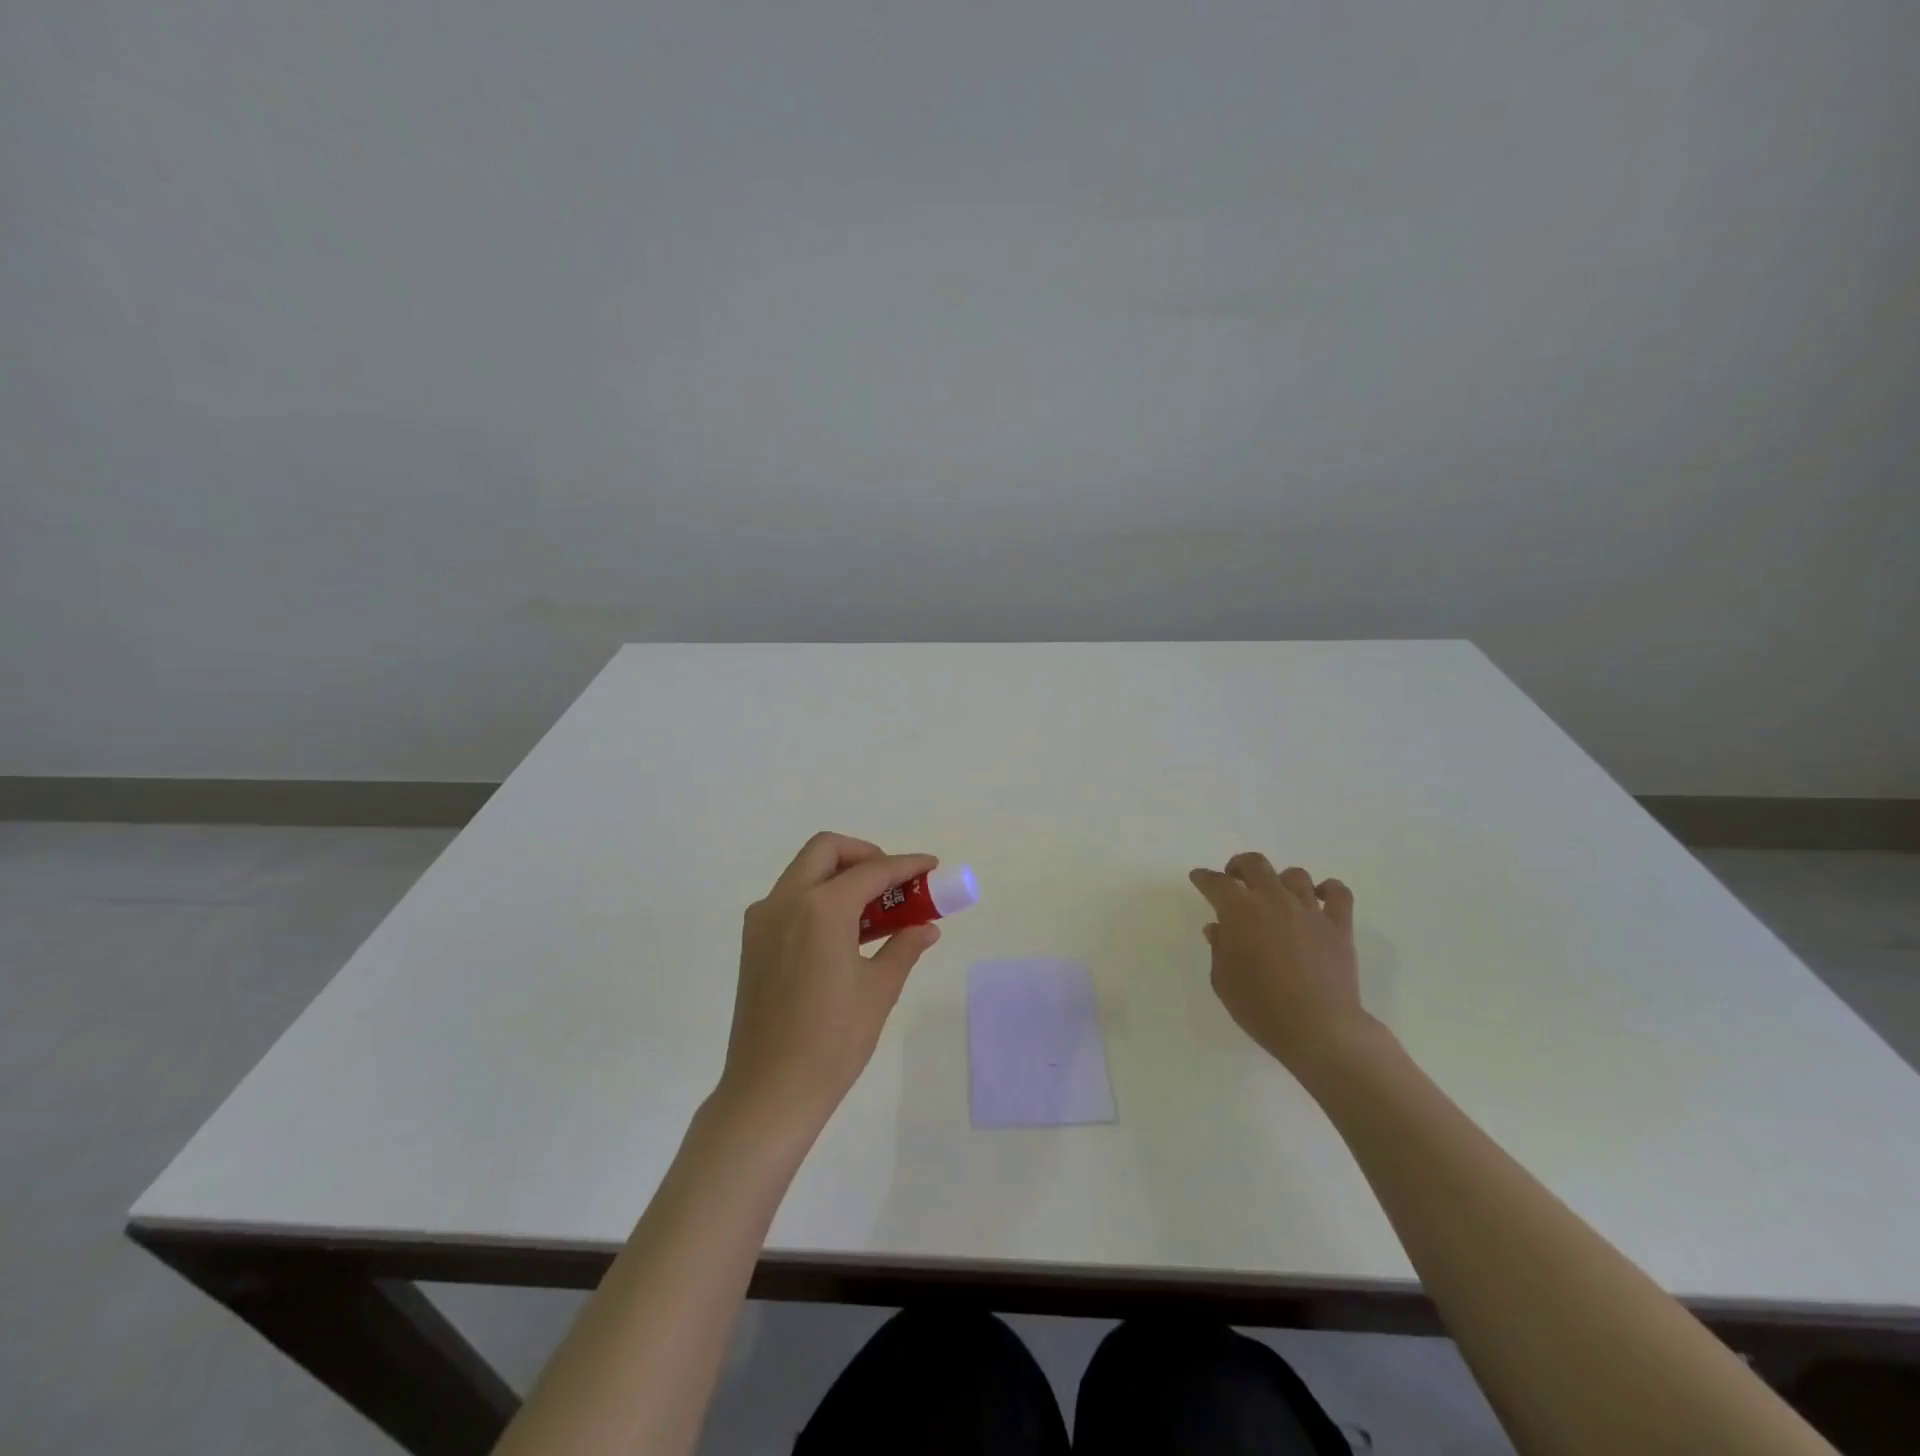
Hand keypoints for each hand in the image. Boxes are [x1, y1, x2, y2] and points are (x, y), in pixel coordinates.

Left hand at [717, 833, 939, 1135]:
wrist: (769, 1091)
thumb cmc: (832, 1041)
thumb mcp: (879, 990)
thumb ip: (904, 947)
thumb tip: (926, 927)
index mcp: (821, 909)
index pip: (872, 871)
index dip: (906, 865)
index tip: (931, 866)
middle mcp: (786, 901)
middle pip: (826, 850)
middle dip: (864, 855)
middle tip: (893, 881)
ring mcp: (763, 919)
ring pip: (803, 871)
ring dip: (839, 875)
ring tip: (873, 907)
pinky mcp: (753, 941)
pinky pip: (789, 898)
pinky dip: (818, 896)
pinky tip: (842, 930)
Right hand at [1189, 853, 1369, 1075]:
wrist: (1319, 1030)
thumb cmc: (1261, 1008)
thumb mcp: (1223, 980)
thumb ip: (1219, 948)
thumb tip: (1219, 928)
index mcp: (1240, 911)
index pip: (1216, 883)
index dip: (1204, 878)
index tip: (1199, 878)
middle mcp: (1274, 900)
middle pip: (1255, 864)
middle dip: (1239, 866)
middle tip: (1234, 879)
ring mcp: (1309, 911)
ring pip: (1295, 875)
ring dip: (1281, 880)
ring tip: (1277, 896)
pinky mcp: (1339, 927)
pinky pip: (1338, 893)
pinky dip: (1329, 890)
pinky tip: (1320, 899)